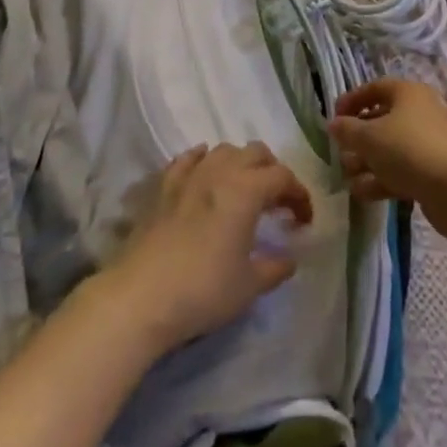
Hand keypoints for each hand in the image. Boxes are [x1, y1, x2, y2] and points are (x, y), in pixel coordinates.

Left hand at [103, 142, 312, 355]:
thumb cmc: (203, 290)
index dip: (299, 195)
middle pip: (256, 152)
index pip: (283, 177)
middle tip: (277, 201)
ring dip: (240, 163)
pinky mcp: (165, 185)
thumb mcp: (248, 287)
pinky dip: (203, 160)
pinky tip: (205, 172)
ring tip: (243, 188)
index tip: (304, 220)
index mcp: (247, 189)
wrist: (142, 296)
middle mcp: (222, 170)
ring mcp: (190, 174)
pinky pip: (189, 159)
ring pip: (224, 149)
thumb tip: (289, 259)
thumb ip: (274, 268)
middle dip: (272, 171)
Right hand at [329, 79, 446, 239]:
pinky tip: (361, 193)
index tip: (333, 117)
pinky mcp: (431, 172)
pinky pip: (400, 170)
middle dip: (358, 137)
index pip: (374, 88)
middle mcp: (419, 112)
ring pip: (390, 148)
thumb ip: (348, 130)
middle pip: (382, 119)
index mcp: (407, 92)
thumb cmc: (410, 149)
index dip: (352, 100)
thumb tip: (333, 124)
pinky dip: (381, 179)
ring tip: (346, 177)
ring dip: (367, 162)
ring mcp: (427, 143)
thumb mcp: (370, 137)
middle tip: (340, 152)